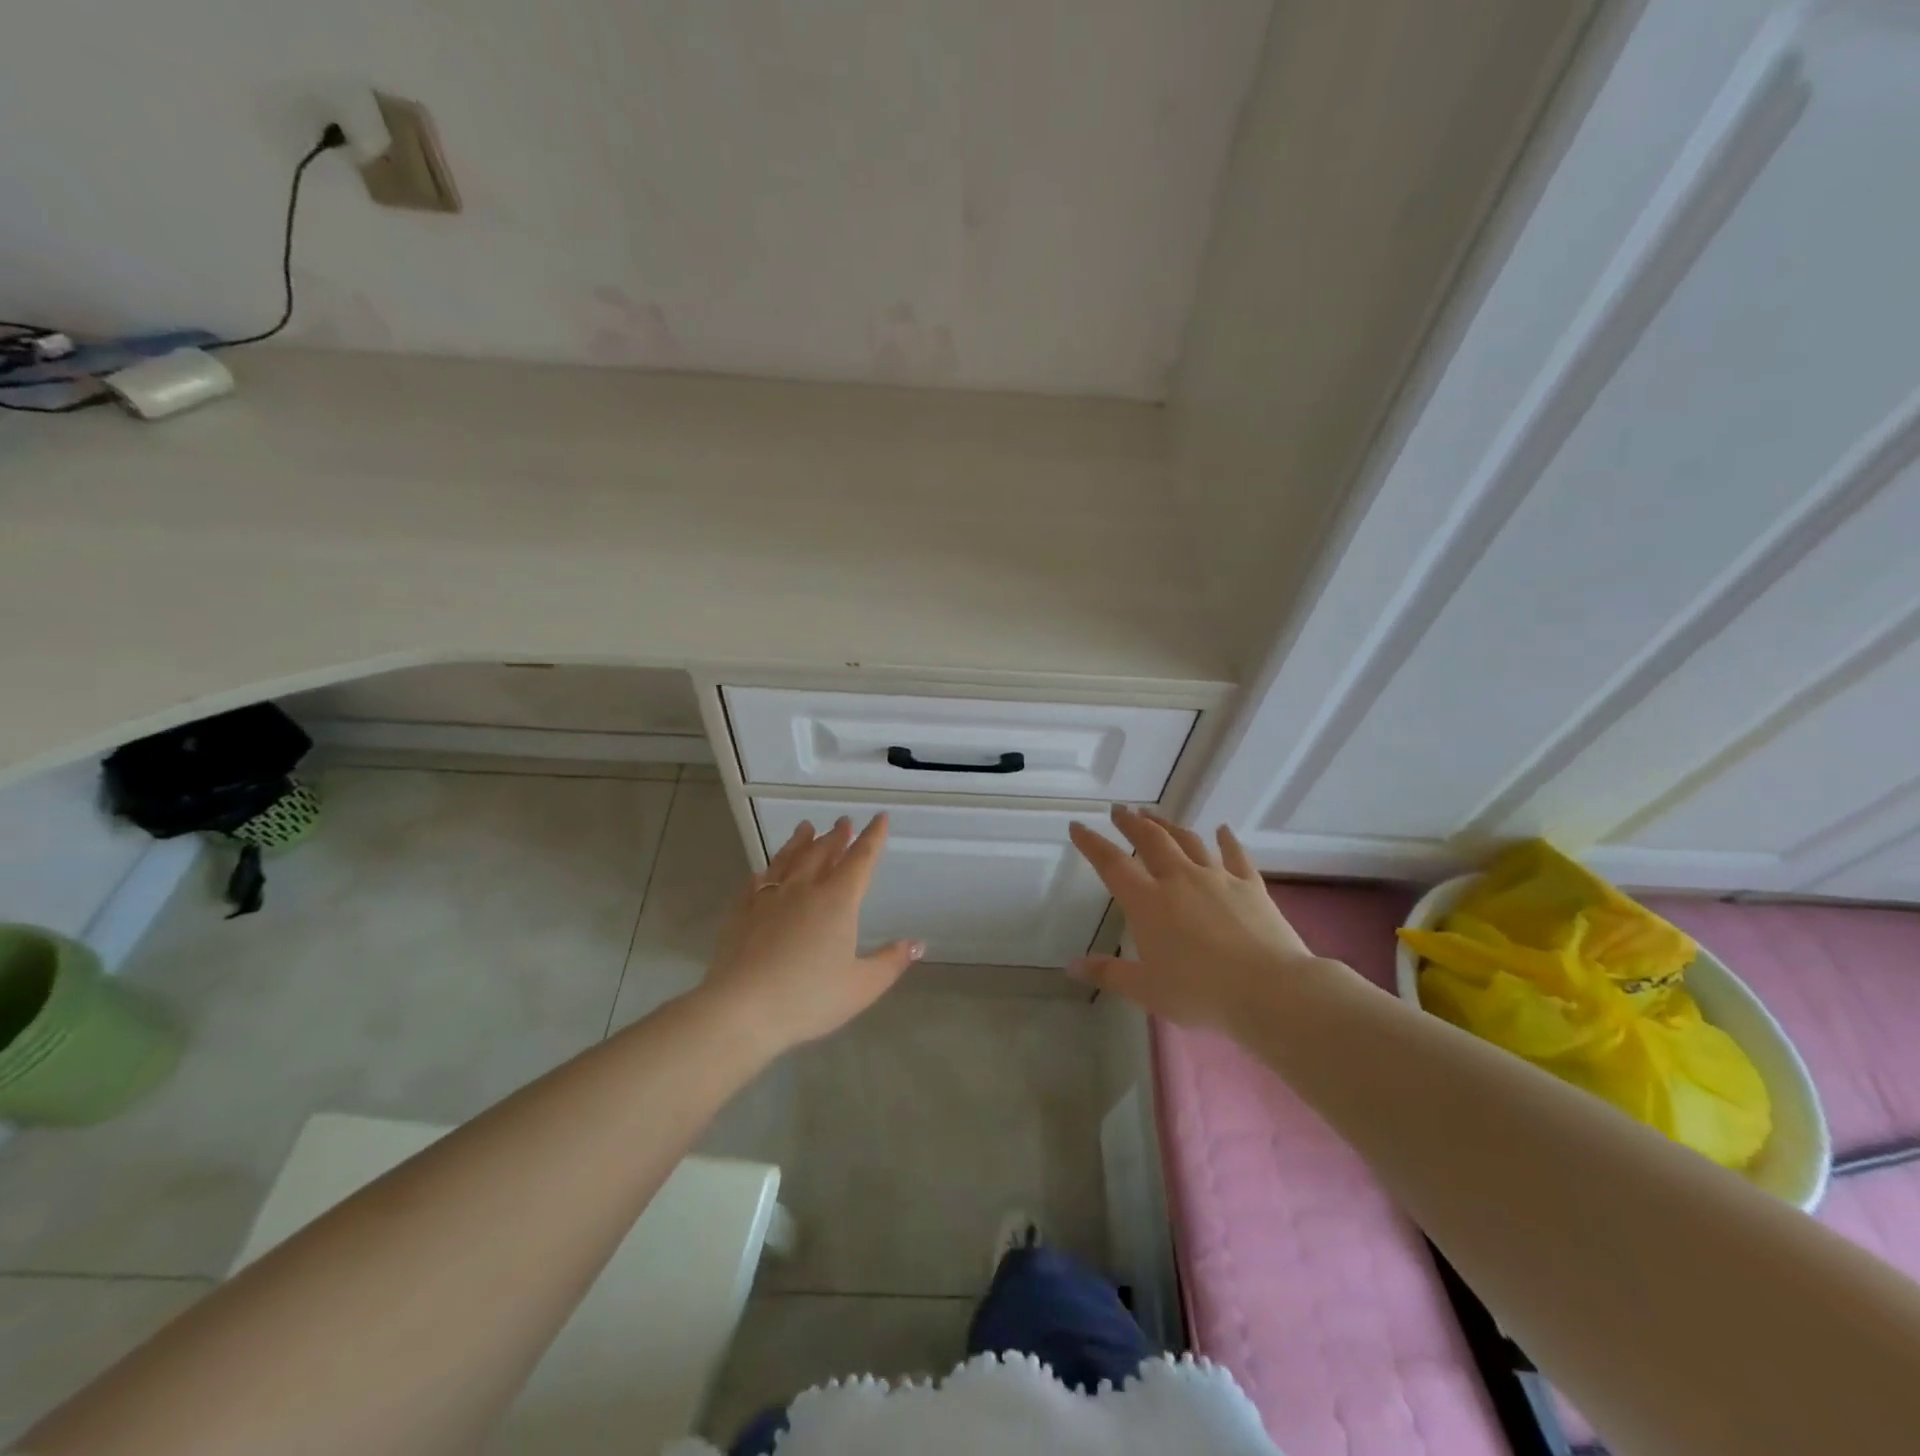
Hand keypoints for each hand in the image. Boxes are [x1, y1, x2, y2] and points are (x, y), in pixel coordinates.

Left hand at [700, 814, 922, 1056]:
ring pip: (788, 860)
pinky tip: (763, 872)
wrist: (742, 1009)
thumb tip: (917, 943)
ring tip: (806, 828)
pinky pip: (755, 883)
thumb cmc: (808, 998)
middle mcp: (804, 890)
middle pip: (823, 853)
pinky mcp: (741, 913)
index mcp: (837, 901)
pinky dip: (765, 872)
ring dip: (799, 842)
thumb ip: (891, 962)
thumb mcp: (861, 986)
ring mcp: (768, 898)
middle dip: (836, 836)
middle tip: (843, 821)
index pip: (860, 860)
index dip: (872, 838)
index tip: (879, 818)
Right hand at [1068, 807, 1323, 1030]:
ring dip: (1168, 825)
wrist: (1270, 990)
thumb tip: (1072, 967)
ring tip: (1154, 816)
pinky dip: (1227, 840)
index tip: (1078, 826)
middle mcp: (1179, 879)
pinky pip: (1236, 855)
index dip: (1092, 843)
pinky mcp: (1250, 885)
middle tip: (1119, 810)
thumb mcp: (1147, 990)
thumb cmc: (1201, 992)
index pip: (1112, 864)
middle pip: (1150, 840)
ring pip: (1187, 841)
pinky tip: (1223, 830)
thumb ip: (1109, 974)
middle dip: (1131, 823)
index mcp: (1148, 902)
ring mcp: (1217, 878)